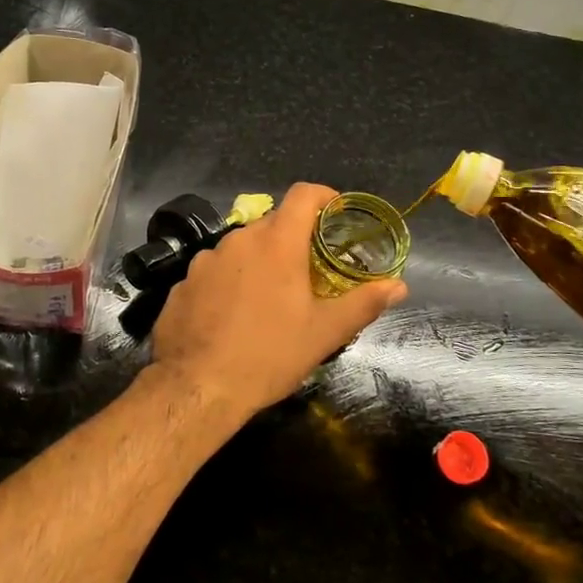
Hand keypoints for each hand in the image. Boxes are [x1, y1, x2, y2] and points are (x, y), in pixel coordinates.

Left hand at [151, 183, 407, 417]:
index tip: (336, 215)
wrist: (198, 387)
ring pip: (241, 248)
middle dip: (293, 240)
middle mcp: (238, 240)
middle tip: (309, 272)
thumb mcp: (324, 333)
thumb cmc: (269, 355)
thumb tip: (399, 285)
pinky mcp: (183, 282)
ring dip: (259, 262)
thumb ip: (363, 303)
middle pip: (272, 223)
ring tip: (269, 299)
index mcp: (277, 243)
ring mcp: (205, 260)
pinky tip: (232, 316)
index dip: (324, 197)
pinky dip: (229, 282)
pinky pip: (214, 271)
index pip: (303, 194)